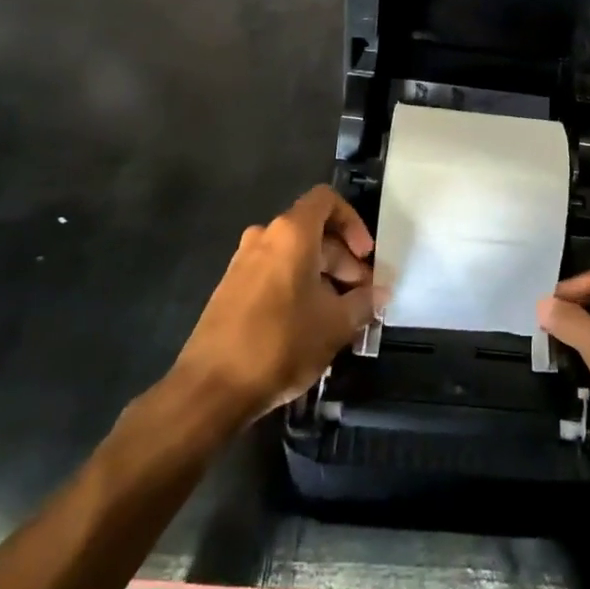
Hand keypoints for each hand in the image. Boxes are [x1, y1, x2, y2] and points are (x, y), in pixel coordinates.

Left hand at [168, 186, 378, 428]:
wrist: (210, 388)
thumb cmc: (281, 343)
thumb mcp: (336, 325)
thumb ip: (363, 302)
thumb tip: (379, 293)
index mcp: (291, 234)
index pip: (327, 200)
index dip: (353, 222)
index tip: (366, 257)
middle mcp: (264, 237)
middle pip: (314, 232)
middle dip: (343, 261)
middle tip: (361, 296)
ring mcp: (243, 263)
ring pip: (294, 256)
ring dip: (322, 277)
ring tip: (340, 316)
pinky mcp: (230, 289)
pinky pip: (274, 274)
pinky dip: (297, 288)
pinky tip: (310, 326)